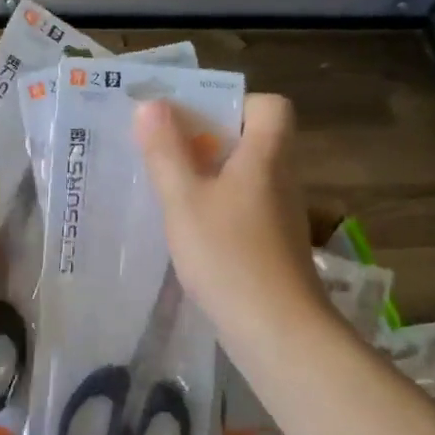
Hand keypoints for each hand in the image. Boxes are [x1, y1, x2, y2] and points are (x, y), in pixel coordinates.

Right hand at [135, 94, 327, 352]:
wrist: (276, 330)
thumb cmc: (228, 255)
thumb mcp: (184, 200)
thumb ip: (166, 152)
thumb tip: (152, 105)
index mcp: (266, 157)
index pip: (271, 106)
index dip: (235, 104)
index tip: (196, 122)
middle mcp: (281, 180)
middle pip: (253, 142)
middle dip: (209, 142)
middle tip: (166, 155)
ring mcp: (281, 217)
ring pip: (246, 179)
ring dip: (210, 179)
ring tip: (169, 193)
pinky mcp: (275, 248)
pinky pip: (245, 211)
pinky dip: (219, 212)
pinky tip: (190, 234)